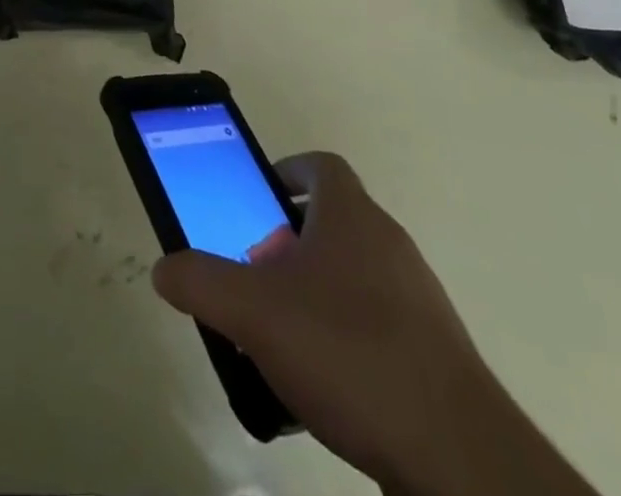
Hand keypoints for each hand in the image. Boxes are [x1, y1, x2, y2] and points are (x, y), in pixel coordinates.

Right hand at [153, 153, 589, 495]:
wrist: (455, 454)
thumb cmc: (348, 352)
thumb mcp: (253, 312)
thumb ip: (201, 281)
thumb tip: (165, 268)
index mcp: (352, 215)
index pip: (320, 166)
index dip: (285, 173)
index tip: (256, 201)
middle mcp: (388, 242)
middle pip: (332, 221)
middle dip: (287, 242)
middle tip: (255, 277)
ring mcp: (416, 297)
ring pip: (352, 273)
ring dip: (313, 291)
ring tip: (279, 336)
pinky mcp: (432, 351)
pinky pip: (375, 323)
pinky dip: (343, 336)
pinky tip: (321, 384)